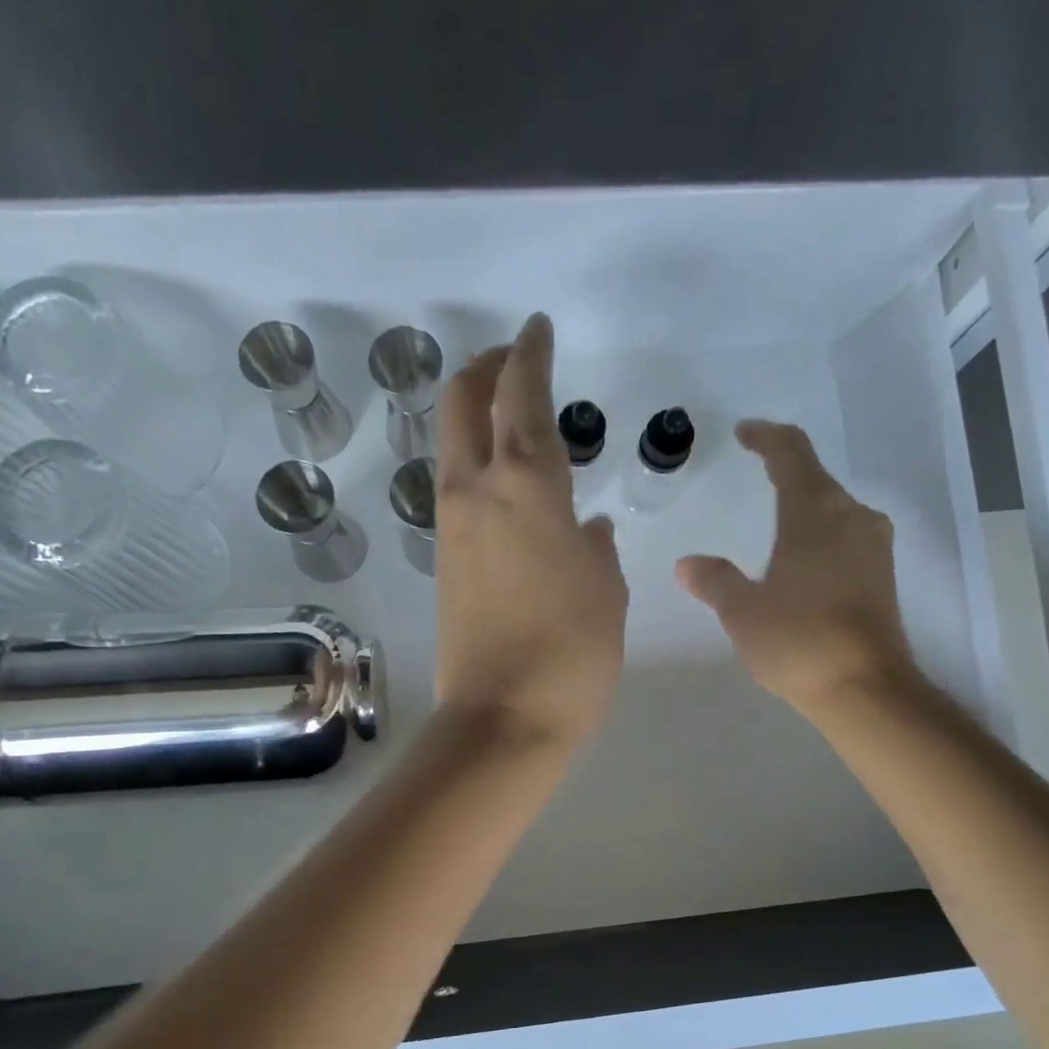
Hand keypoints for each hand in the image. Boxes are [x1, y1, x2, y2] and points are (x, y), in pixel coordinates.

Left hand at [434, 314, 627, 745]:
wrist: (504, 718)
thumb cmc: (572, 650)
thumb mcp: (606, 590)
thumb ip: (596, 546)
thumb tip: (589, 527)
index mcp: (527, 486)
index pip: (522, 396)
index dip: (529, 354)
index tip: (536, 329)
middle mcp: (477, 492)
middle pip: (463, 403)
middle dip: (485, 369)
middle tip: (512, 361)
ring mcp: (451, 527)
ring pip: (451, 446)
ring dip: (474, 417)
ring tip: (510, 418)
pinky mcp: (442, 562)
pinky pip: (455, 491)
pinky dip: (475, 465)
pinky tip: (507, 486)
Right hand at [677, 420, 918, 717]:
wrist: (866, 689)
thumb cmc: (798, 641)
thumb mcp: (742, 611)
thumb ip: (714, 580)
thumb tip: (688, 563)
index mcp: (814, 512)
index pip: (791, 453)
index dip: (766, 437)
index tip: (745, 432)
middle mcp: (851, 516)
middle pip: (816, 477)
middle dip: (784, 471)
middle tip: (755, 473)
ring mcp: (873, 545)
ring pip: (834, 507)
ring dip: (804, 504)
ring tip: (774, 519)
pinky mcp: (883, 574)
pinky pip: (846, 534)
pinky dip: (820, 533)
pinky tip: (802, 558)